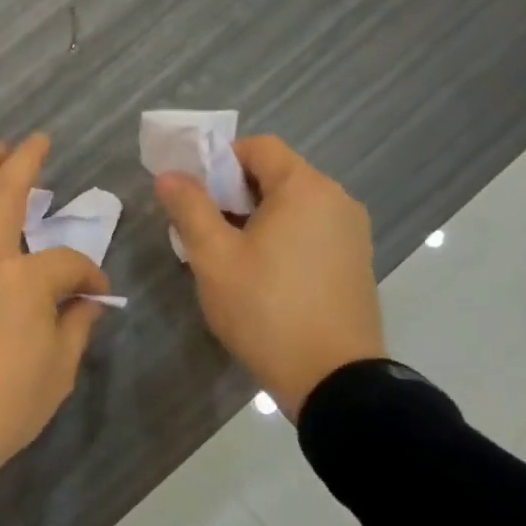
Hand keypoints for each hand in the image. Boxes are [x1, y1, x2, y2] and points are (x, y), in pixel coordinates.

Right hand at [155, 135, 384, 420]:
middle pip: (277, 175)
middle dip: (233, 194)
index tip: (194, 195)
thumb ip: (190, 208)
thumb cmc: (266, 309)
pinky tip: (261, 276)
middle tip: (202, 230)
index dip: (219, 161)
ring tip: (228, 258)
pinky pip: (311, 233)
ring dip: (256, 219)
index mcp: (305, 188)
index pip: (258, 147)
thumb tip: (169, 175)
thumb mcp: (214, 258)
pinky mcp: (355, 262)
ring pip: (293, 207)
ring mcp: (352, 233)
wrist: (332, 378)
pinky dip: (282, 239)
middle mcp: (337, 200)